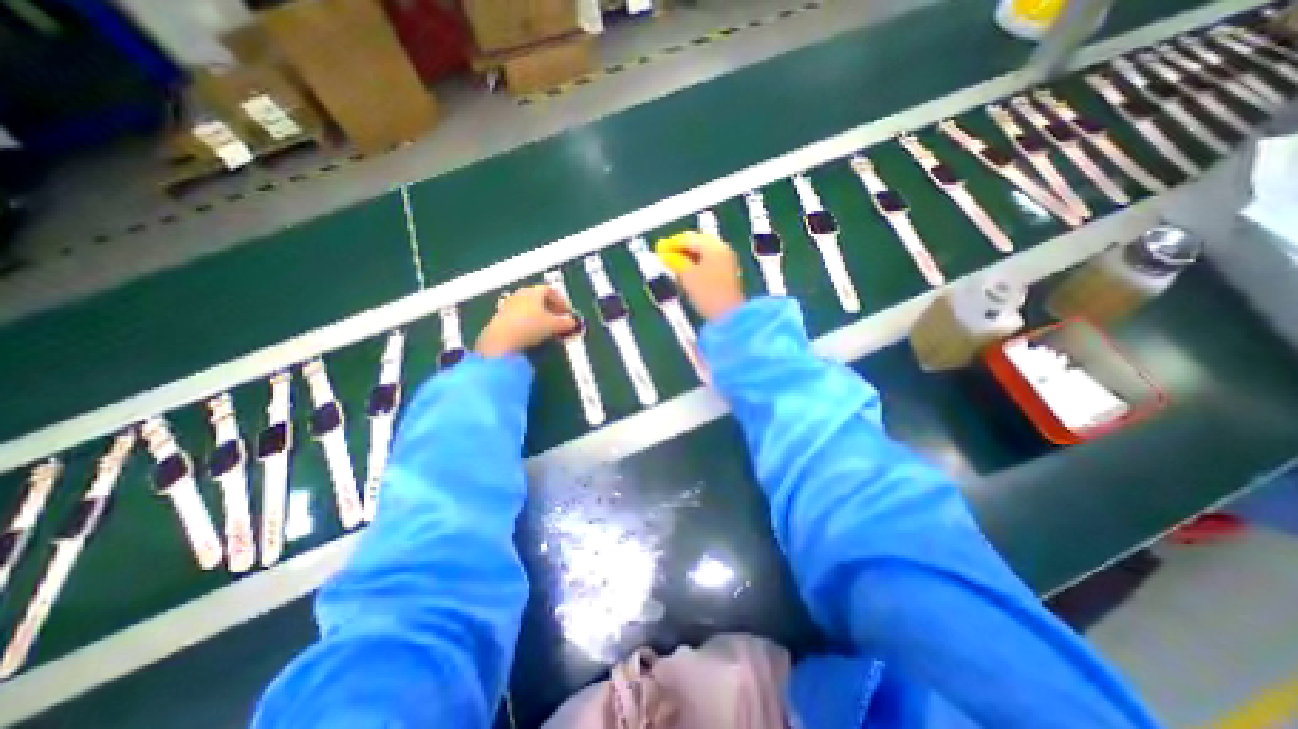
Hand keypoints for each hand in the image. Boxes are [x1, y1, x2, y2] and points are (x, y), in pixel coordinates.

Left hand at [474, 282, 578, 356]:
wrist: (501, 341)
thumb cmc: (530, 327)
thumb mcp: (554, 325)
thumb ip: (566, 322)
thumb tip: (573, 322)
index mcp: (533, 291)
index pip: (550, 290)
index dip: (562, 301)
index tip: (568, 312)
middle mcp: (520, 295)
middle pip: (539, 298)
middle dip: (551, 309)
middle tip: (559, 320)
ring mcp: (509, 306)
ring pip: (529, 308)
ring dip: (540, 317)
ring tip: (548, 329)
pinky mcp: (501, 319)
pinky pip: (520, 317)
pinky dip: (529, 323)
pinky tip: (533, 334)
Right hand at [662, 227, 745, 314]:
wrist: (729, 315)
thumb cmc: (707, 293)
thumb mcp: (687, 276)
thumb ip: (675, 261)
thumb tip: (665, 254)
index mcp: (713, 246)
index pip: (688, 238)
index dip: (671, 243)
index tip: (658, 249)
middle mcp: (722, 249)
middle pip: (697, 243)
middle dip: (680, 250)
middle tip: (665, 257)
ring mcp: (727, 262)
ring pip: (703, 254)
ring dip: (688, 258)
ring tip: (673, 266)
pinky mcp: (727, 274)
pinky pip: (709, 263)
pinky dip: (696, 265)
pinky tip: (687, 274)